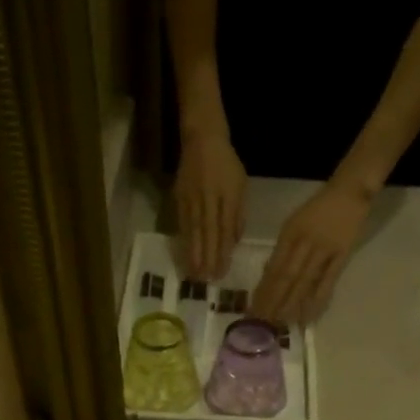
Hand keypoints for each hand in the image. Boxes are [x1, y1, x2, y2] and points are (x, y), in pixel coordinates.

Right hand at [175, 129, 246, 280]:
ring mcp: (192, 198)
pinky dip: (183, 240)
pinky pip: (182, 223)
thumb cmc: (226, 164)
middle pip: (207, 233)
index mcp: (227, 195)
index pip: (225, 229)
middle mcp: (208, 198)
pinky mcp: (179, 197)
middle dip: (207, 257)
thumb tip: (233, 242)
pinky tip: (184, 255)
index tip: (221, 272)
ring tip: (193, 274)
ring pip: (193, 230)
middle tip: (206, 280)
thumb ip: (238, 214)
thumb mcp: (240, 186)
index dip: (223, 252)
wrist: (202, 138)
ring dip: (193, 253)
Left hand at [251, 180, 372, 325]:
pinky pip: (328, 280)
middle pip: (285, 277)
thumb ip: (282, 249)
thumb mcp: (293, 224)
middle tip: (263, 322)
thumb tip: (267, 275)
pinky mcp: (342, 255)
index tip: (253, 309)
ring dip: (292, 303)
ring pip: (304, 281)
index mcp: (289, 233)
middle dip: (273, 301)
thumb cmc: (318, 209)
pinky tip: (309, 315)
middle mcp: (304, 242)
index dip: (263, 290)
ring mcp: (324, 249)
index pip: (273, 267)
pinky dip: (318, 299)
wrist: (349, 191)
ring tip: (281, 323)